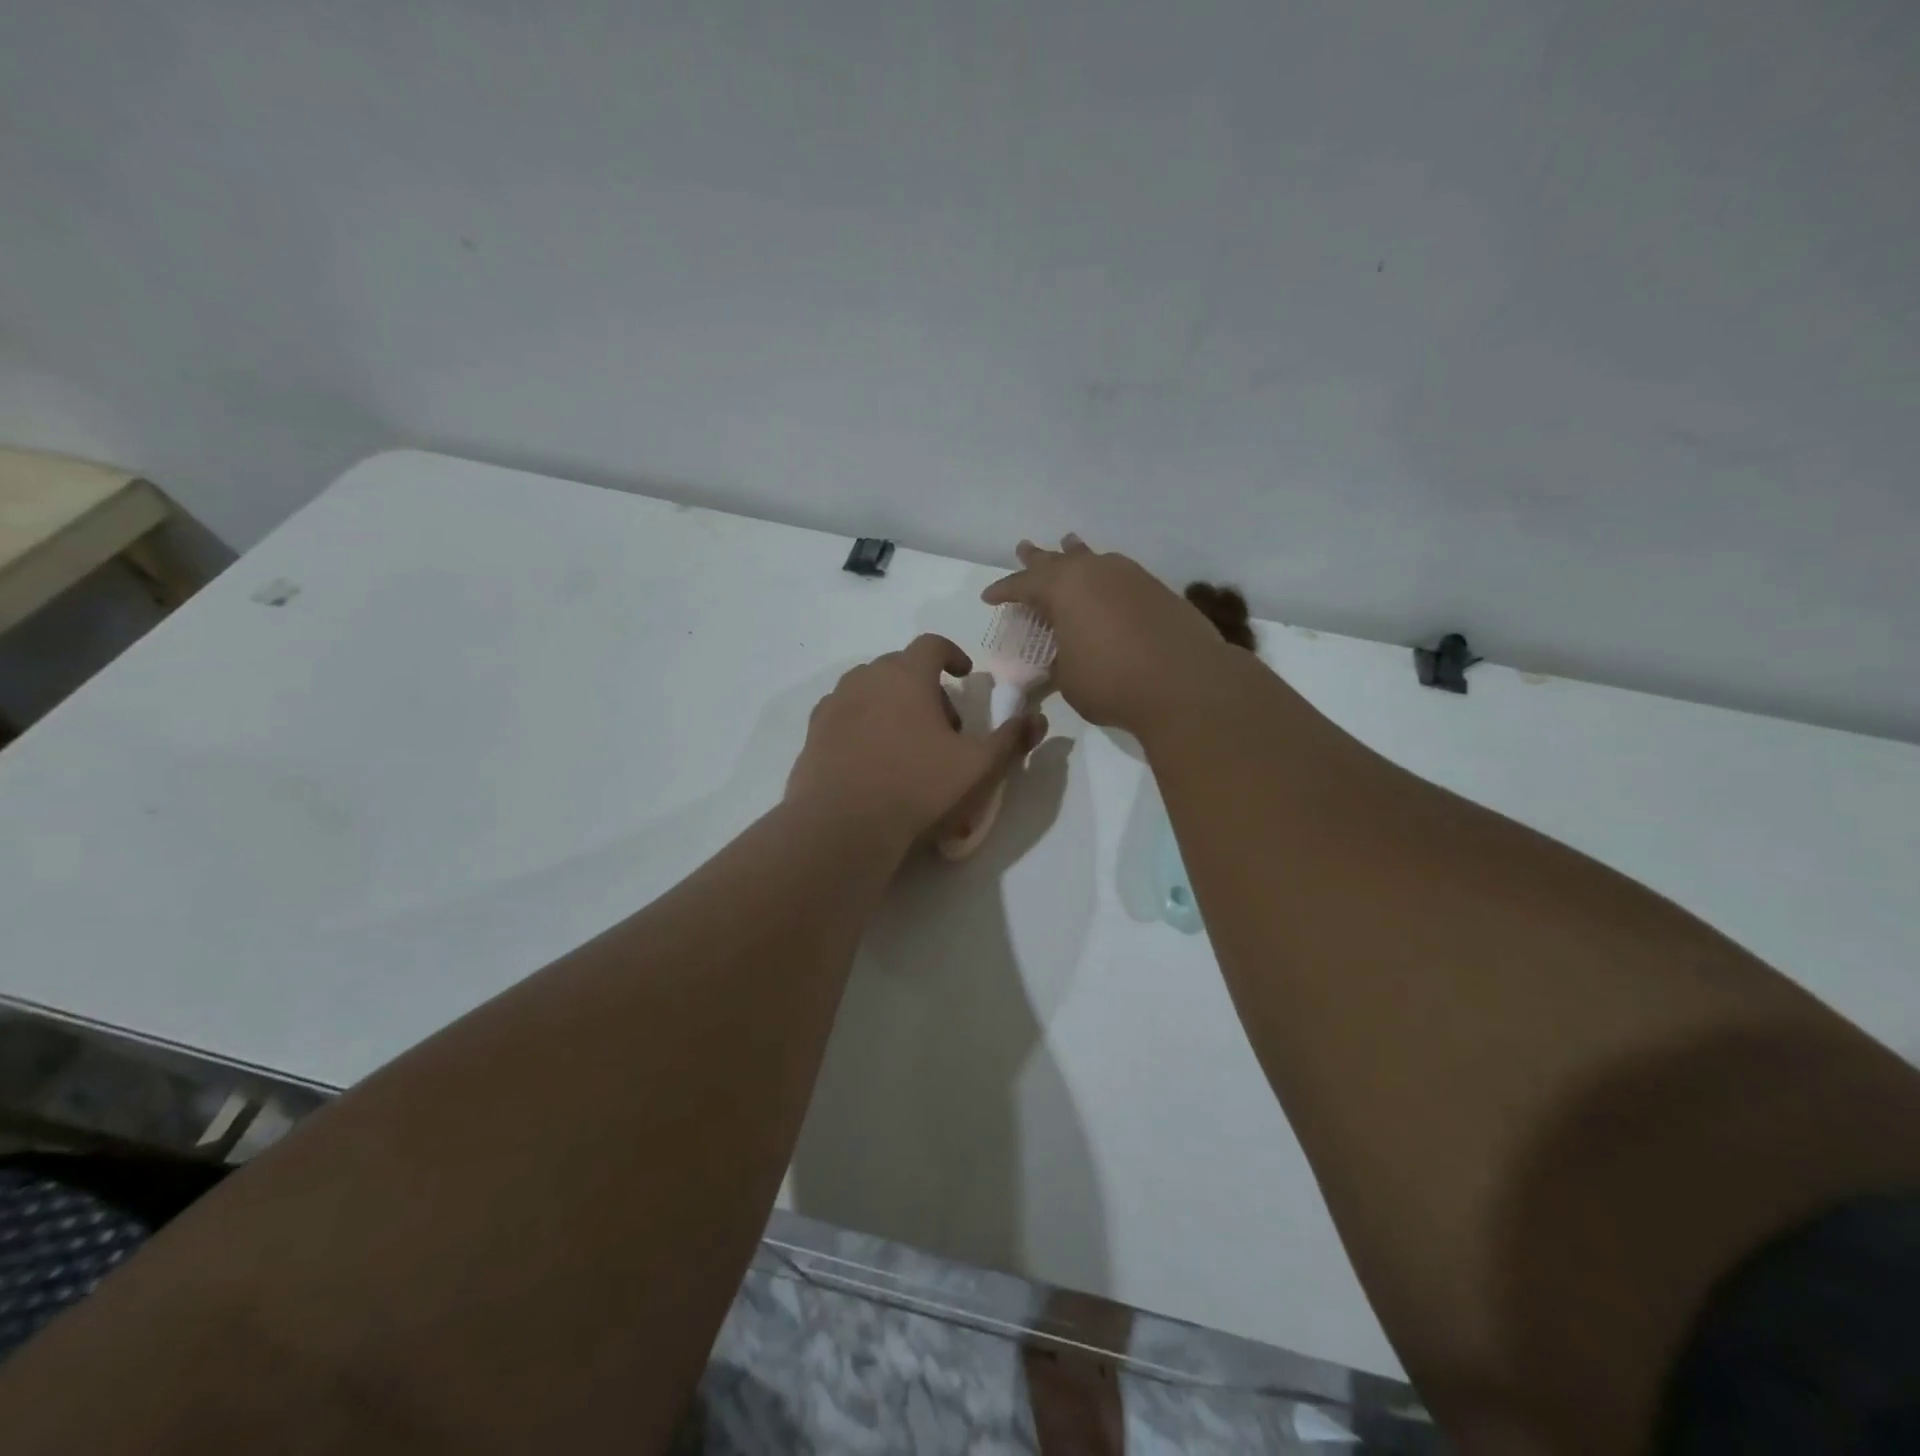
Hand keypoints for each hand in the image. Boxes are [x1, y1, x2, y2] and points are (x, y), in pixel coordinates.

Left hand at [787, 634, 1046, 848]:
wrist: (842, 827)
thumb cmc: (918, 789)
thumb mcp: (979, 767)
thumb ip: (1011, 738)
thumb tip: (1037, 718)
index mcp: (906, 676)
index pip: (931, 644)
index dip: (952, 654)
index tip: (964, 675)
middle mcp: (866, 679)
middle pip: (900, 666)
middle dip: (925, 685)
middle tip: (943, 724)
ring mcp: (834, 705)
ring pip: (869, 690)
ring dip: (892, 703)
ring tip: (907, 742)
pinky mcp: (813, 734)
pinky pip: (845, 715)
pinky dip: (863, 724)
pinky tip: (873, 758)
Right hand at [983, 536, 1244, 732]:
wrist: (1186, 683)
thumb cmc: (1113, 682)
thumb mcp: (1068, 678)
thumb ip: (1057, 661)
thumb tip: (1059, 658)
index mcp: (1063, 589)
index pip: (1024, 585)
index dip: (1004, 591)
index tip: (989, 596)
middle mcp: (1095, 572)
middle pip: (1058, 561)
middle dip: (1038, 559)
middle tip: (1024, 548)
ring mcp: (1130, 577)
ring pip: (1093, 559)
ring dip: (1076, 555)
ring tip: (1068, 544)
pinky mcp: (1157, 590)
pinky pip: (1119, 574)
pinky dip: (1104, 576)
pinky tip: (1106, 581)